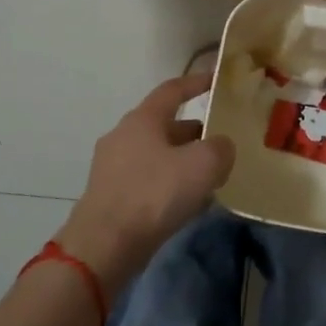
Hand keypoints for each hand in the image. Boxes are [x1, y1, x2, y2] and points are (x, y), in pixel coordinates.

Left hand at [55, 71, 235, 293]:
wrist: (104, 246)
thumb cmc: (154, 194)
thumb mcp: (202, 165)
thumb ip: (220, 148)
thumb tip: (221, 147)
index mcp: (143, 119)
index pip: (173, 90)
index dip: (197, 82)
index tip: (217, 80)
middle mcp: (123, 136)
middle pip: (165, 124)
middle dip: (194, 131)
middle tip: (221, 141)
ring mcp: (113, 166)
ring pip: (157, 154)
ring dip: (182, 160)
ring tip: (210, 176)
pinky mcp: (110, 195)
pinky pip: (147, 179)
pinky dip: (169, 183)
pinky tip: (187, 202)